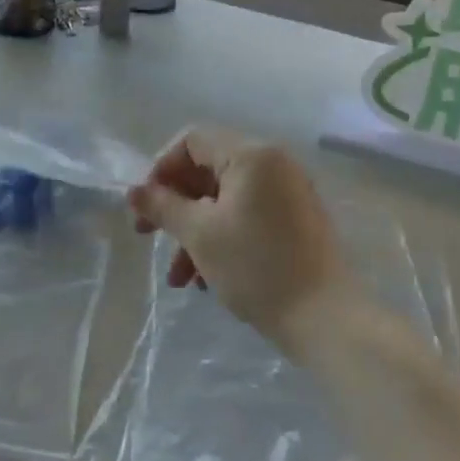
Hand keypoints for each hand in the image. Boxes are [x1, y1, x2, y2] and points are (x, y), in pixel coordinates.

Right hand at [128, 128, 350, 355]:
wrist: (326, 319)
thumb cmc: (256, 267)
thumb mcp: (200, 235)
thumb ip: (163, 207)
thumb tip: (134, 191)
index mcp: (252, 155)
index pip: (193, 141)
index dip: (161, 169)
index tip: (146, 206)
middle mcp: (274, 164)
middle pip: (209, 171)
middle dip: (175, 207)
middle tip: (147, 236)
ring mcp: (289, 193)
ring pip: (226, 201)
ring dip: (195, 232)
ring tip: (179, 279)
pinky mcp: (297, 221)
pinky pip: (248, 217)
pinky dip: (223, 239)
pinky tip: (206, 280)